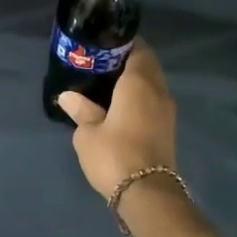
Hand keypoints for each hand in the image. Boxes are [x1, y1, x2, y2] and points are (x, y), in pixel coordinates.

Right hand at [56, 42, 178, 198]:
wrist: (147, 193)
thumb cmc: (114, 155)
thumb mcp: (88, 133)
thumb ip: (81, 110)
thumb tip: (68, 96)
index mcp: (139, 82)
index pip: (138, 49)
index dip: (122, 43)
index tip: (103, 43)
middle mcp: (158, 90)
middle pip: (147, 65)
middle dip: (128, 60)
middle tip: (101, 63)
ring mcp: (167, 110)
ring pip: (152, 83)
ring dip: (135, 80)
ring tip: (108, 83)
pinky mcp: (167, 128)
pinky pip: (153, 100)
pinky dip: (140, 96)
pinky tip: (120, 105)